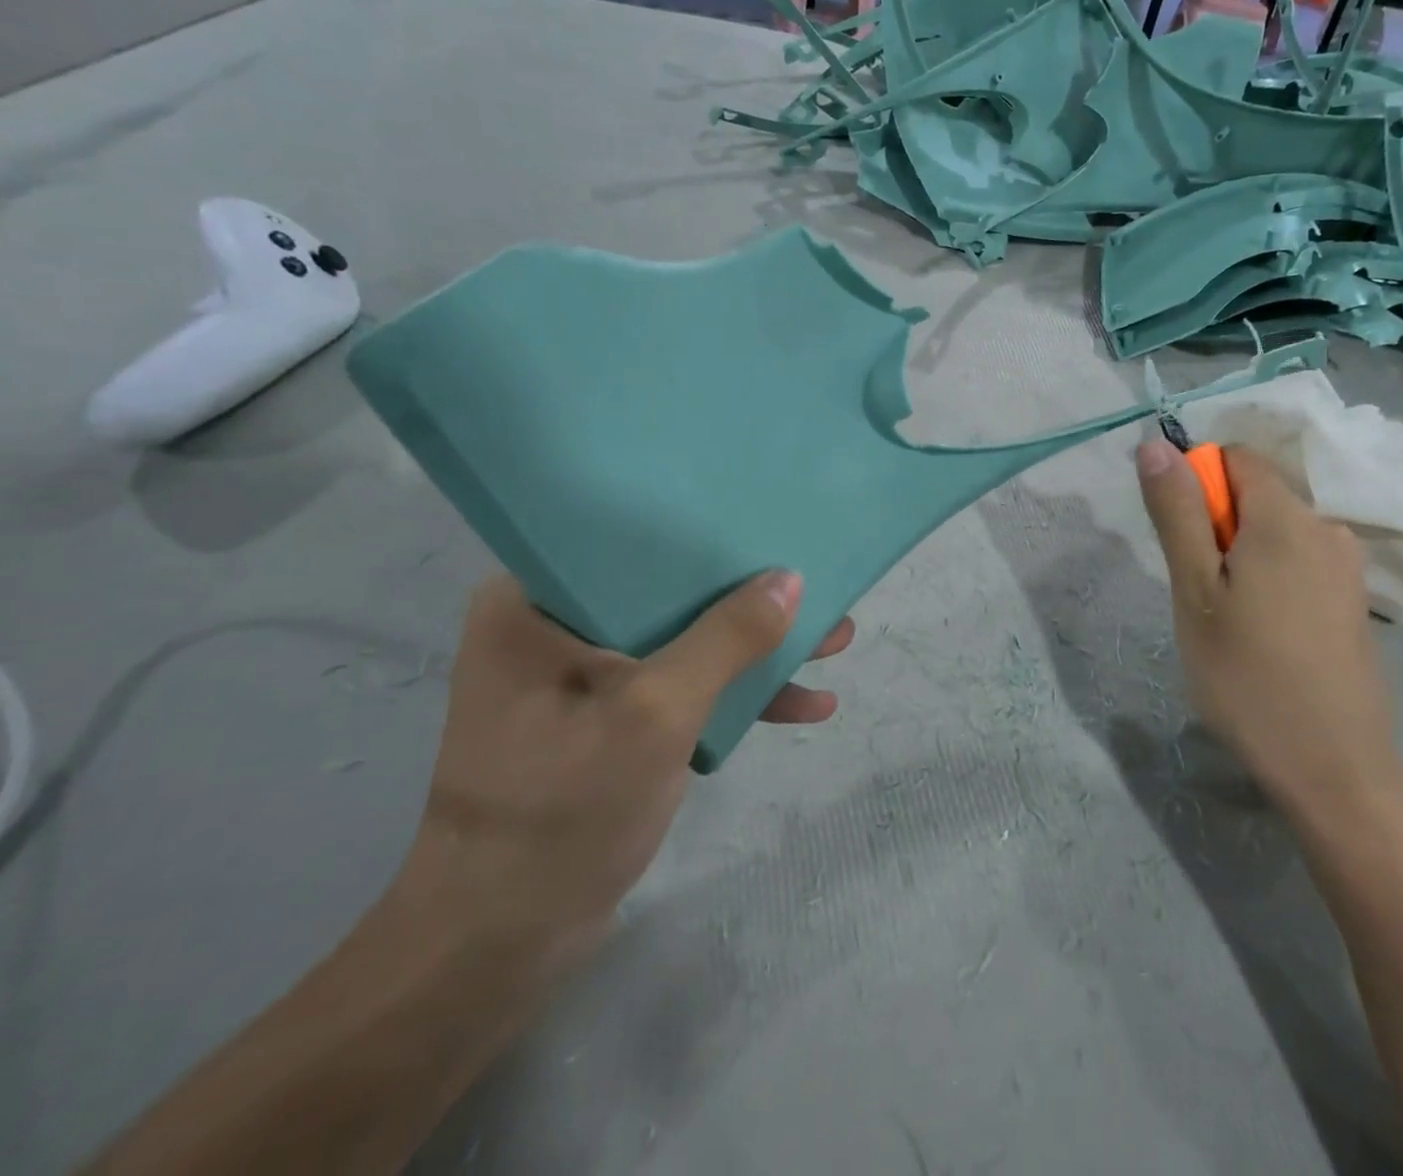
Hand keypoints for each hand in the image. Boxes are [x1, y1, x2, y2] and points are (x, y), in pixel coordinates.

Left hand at [394, 571, 850, 963]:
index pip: (630, 542)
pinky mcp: (609, 721)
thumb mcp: (657, 713)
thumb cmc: (562, 811)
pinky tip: (803, 703)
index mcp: (535, 605)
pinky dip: (735, 695)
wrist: (499, 946)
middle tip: (818, 588)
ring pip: (686, 641)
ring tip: (835, 640)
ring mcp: (583, 679)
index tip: (769, 524)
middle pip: (670, 592)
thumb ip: (727, 639)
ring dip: (756, 649)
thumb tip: (791, 579)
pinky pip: (681, 687)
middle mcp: (555, 629)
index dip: (706, 533)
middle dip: (751, 600)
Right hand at [1136, 437, 1402, 820]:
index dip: (1198, 483)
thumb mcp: (1194, 590)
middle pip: (1258, 495)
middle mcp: (1326, 528)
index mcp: (1286, 518)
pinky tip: (1264, 634)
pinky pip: (1300, 562)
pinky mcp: (1354, 601)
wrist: (1333, 767)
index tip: (1182, 540)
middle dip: (1218, 526)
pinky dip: (1271, 578)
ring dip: (1242, 556)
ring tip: (1229, 619)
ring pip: (1277, 532)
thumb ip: (1177, 512)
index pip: (1236, 458)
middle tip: (1199, 591)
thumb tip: (1156, 444)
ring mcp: (1347, 567)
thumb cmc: (1248, 675)